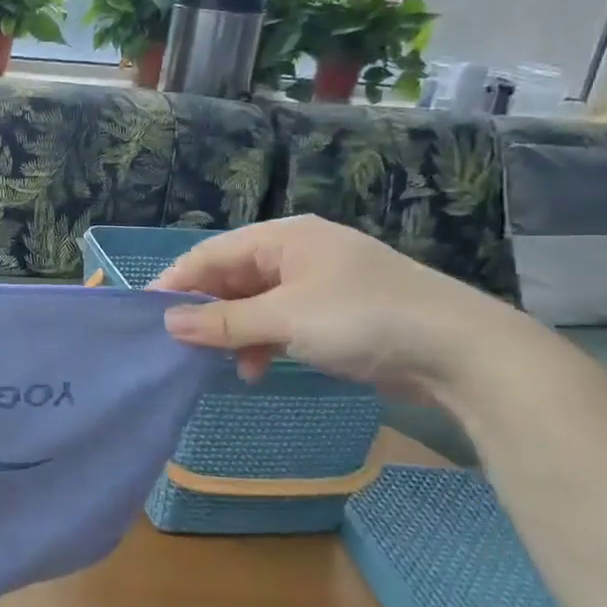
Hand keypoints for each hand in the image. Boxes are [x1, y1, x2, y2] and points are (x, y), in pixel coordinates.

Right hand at [152, 215, 538, 402]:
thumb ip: (223, 321)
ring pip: (257, 303)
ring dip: (236, 332)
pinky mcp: (337, 315)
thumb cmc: (363, 319)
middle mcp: (299, 253)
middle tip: (179, 344)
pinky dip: (265, 342)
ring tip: (222, 363)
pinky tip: (259, 368)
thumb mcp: (285, 318)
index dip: (176, 282)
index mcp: (285, 238)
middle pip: (233, 277)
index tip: (145, 314)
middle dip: (207, 311)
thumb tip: (168, 322)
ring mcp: (320, 284)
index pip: (213, 254)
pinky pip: (282, 321)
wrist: (462, 352)